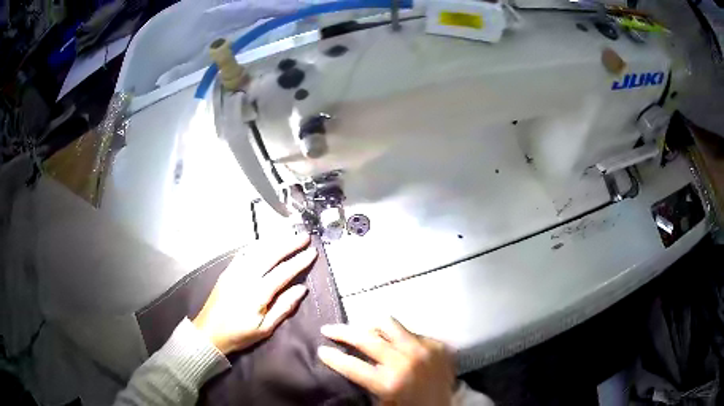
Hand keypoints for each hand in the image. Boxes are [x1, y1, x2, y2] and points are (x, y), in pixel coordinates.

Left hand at [193, 234, 316, 354]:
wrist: (208, 334)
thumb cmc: (239, 335)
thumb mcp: (265, 329)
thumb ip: (283, 308)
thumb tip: (301, 289)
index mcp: (257, 294)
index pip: (283, 272)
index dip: (299, 261)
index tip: (312, 252)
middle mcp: (245, 277)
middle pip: (270, 255)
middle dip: (289, 244)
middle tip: (304, 237)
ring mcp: (234, 272)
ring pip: (256, 251)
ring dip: (274, 241)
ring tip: (288, 235)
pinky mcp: (226, 272)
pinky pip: (243, 253)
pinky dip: (256, 246)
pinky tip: (263, 243)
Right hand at [318, 318, 454, 405]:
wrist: (446, 405)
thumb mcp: (383, 401)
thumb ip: (366, 380)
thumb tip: (348, 360)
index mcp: (389, 382)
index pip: (352, 365)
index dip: (333, 357)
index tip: (321, 349)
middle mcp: (405, 361)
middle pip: (366, 338)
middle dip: (342, 332)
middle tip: (329, 329)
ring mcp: (423, 349)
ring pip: (389, 324)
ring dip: (371, 327)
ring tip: (363, 330)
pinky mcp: (436, 343)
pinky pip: (409, 331)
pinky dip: (397, 336)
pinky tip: (395, 343)